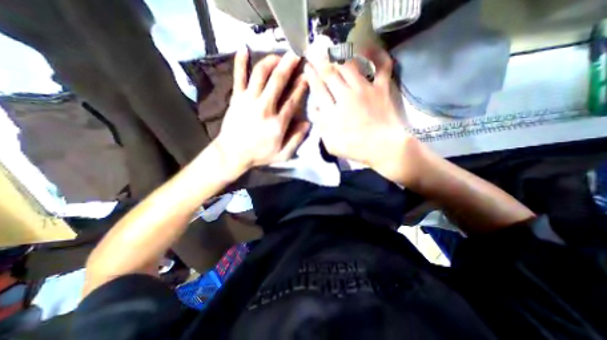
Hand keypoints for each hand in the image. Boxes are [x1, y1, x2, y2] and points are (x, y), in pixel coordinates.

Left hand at [214, 50, 309, 178]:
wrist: (232, 154)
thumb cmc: (259, 155)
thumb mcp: (283, 154)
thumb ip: (296, 139)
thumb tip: (307, 124)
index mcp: (277, 123)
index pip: (292, 100)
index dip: (301, 86)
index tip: (307, 75)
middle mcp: (264, 107)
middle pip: (277, 81)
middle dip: (288, 65)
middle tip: (295, 54)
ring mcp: (248, 100)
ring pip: (260, 74)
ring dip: (270, 61)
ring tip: (278, 55)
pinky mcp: (236, 98)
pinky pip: (238, 77)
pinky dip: (240, 62)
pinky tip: (244, 48)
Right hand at [304, 46, 416, 181]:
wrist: (383, 147)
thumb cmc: (355, 148)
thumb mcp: (331, 144)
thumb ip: (322, 126)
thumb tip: (317, 109)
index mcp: (333, 111)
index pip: (318, 89)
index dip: (311, 76)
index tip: (307, 66)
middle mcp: (346, 95)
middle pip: (330, 73)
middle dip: (320, 61)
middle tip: (315, 51)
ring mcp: (365, 89)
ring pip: (349, 66)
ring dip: (339, 57)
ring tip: (334, 50)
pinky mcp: (381, 88)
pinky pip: (380, 66)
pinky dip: (376, 55)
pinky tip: (368, 48)